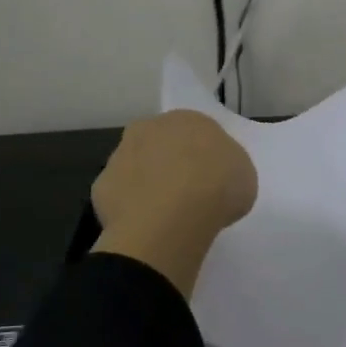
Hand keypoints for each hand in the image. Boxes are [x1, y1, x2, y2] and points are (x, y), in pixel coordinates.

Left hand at [91, 111, 256, 297]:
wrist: (171, 217)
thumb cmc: (217, 188)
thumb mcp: (243, 175)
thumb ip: (227, 167)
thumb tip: (215, 173)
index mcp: (189, 118)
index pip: (196, 131)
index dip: (203, 156)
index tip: (210, 180)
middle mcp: (150, 127)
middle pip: (161, 144)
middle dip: (169, 163)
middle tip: (185, 195)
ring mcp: (121, 154)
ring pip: (136, 167)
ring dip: (146, 184)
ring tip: (164, 217)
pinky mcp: (102, 185)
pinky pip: (120, 196)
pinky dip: (130, 209)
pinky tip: (144, 227)